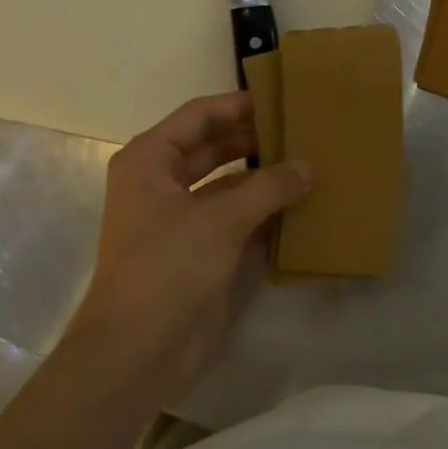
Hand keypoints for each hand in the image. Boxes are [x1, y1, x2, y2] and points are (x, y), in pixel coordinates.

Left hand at [72, 93, 309, 401]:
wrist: (138, 350)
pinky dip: (263, 209)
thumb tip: (307, 167)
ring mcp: (181, 218)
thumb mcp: (220, 221)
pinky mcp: (199, 249)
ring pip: (228, 182)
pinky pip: (236, 216)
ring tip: (309, 161)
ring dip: (263, 175)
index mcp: (151, 161)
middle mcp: (163, 182)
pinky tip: (300, 203)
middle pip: (214, 146)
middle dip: (255, 139)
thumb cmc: (168, 269)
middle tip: (303, 130)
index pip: (199, 116)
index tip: (282, 98)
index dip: (238, 105)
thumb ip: (268, 188)